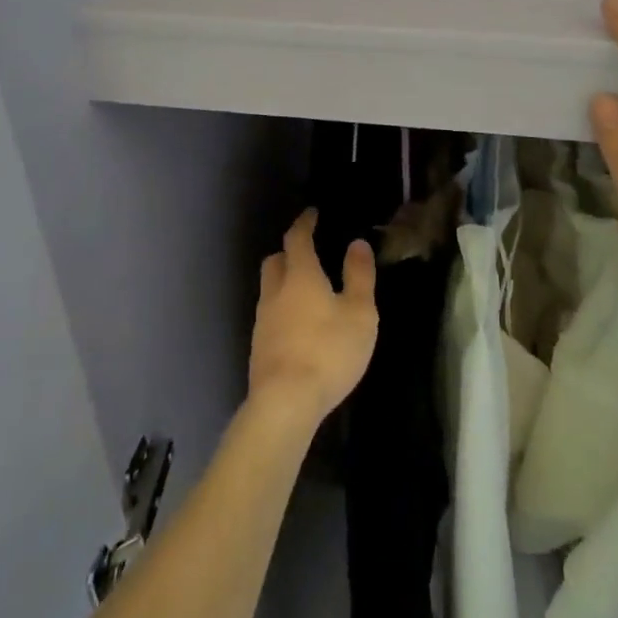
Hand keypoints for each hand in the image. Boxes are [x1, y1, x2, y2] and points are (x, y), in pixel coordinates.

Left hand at [248, 209, 378, 426]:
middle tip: (308, 254)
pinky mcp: (258, 347)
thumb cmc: (328, 351)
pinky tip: (297, 327)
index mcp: (300, 275)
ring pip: (269, 288)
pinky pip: (269, 315)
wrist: (285, 403)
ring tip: (306, 292)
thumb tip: (357, 243)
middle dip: (289, 252)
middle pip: (275, 260)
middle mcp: (275, 291)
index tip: (312, 214)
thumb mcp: (359, 313)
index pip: (297, 238)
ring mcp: (262, 320)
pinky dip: (282, 310)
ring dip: (284, 282)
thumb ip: (359, 275)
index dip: (304, 223)